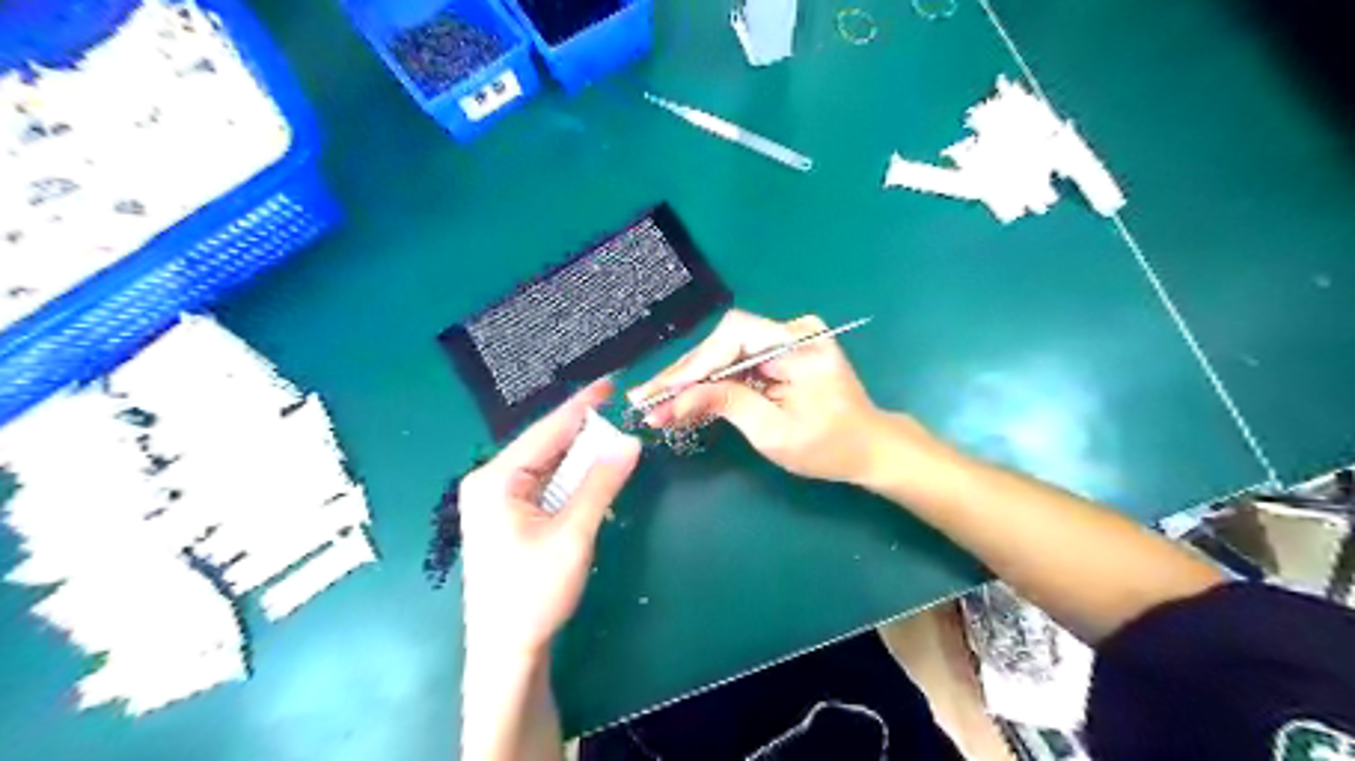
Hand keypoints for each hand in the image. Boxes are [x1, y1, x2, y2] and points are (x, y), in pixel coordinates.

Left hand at [462, 379, 640, 659]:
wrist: (505, 651)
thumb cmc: (533, 593)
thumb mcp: (572, 534)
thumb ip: (600, 484)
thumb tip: (629, 442)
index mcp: (496, 479)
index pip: (546, 430)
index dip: (581, 406)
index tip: (609, 383)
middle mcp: (491, 482)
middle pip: (545, 446)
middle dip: (582, 432)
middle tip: (618, 414)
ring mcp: (496, 501)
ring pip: (546, 466)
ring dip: (579, 458)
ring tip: (611, 441)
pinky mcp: (506, 518)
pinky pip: (543, 486)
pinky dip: (570, 480)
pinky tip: (591, 476)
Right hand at [633, 312, 891, 483]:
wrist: (869, 447)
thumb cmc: (829, 447)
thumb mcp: (775, 432)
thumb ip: (726, 405)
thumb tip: (676, 398)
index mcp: (800, 345)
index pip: (735, 337)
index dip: (695, 364)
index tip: (663, 391)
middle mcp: (792, 331)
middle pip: (725, 343)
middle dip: (685, 375)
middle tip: (646, 400)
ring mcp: (787, 339)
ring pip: (726, 353)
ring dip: (693, 381)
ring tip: (656, 404)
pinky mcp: (780, 353)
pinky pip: (738, 363)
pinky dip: (713, 383)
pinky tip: (684, 401)